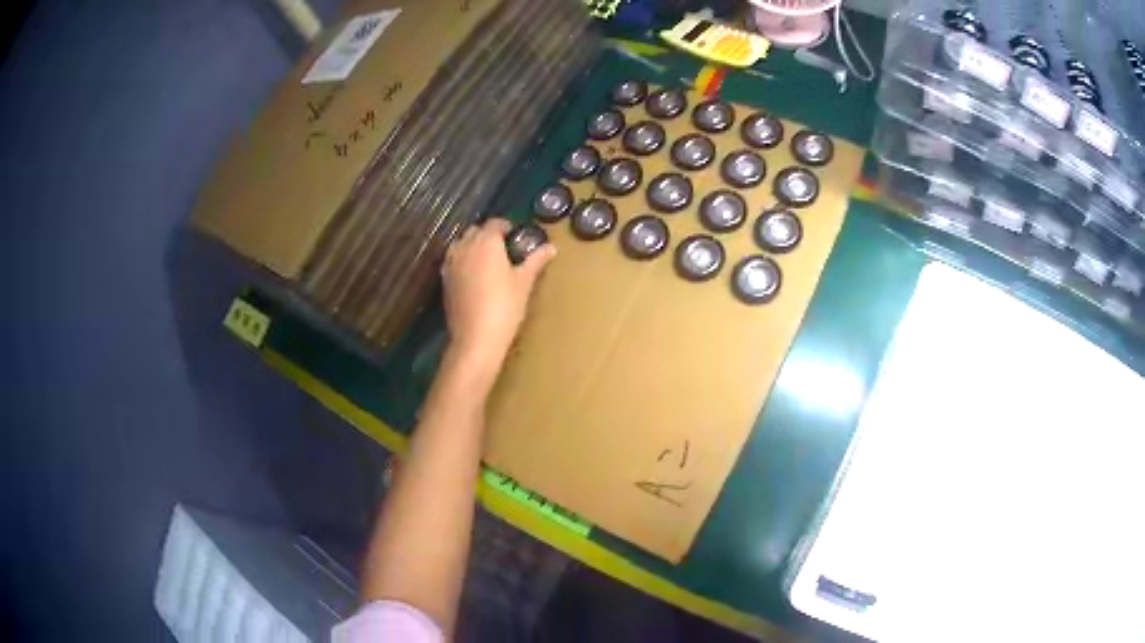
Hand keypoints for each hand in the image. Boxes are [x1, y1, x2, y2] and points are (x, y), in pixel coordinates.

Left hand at [441, 218, 555, 378]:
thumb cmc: (505, 306)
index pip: (495, 223)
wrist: (476, 337)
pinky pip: (454, 260)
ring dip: (474, 245)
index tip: (517, 236)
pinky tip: (474, 275)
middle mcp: (465, 246)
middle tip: (505, 248)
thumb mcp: (524, 282)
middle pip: (476, 231)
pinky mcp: (445, 279)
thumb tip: (551, 247)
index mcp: (486, 242)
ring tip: (489, 261)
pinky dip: (463, 260)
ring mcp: (451, 263)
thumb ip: (536, 260)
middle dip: (489, 235)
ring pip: (462, 244)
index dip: (507, 226)